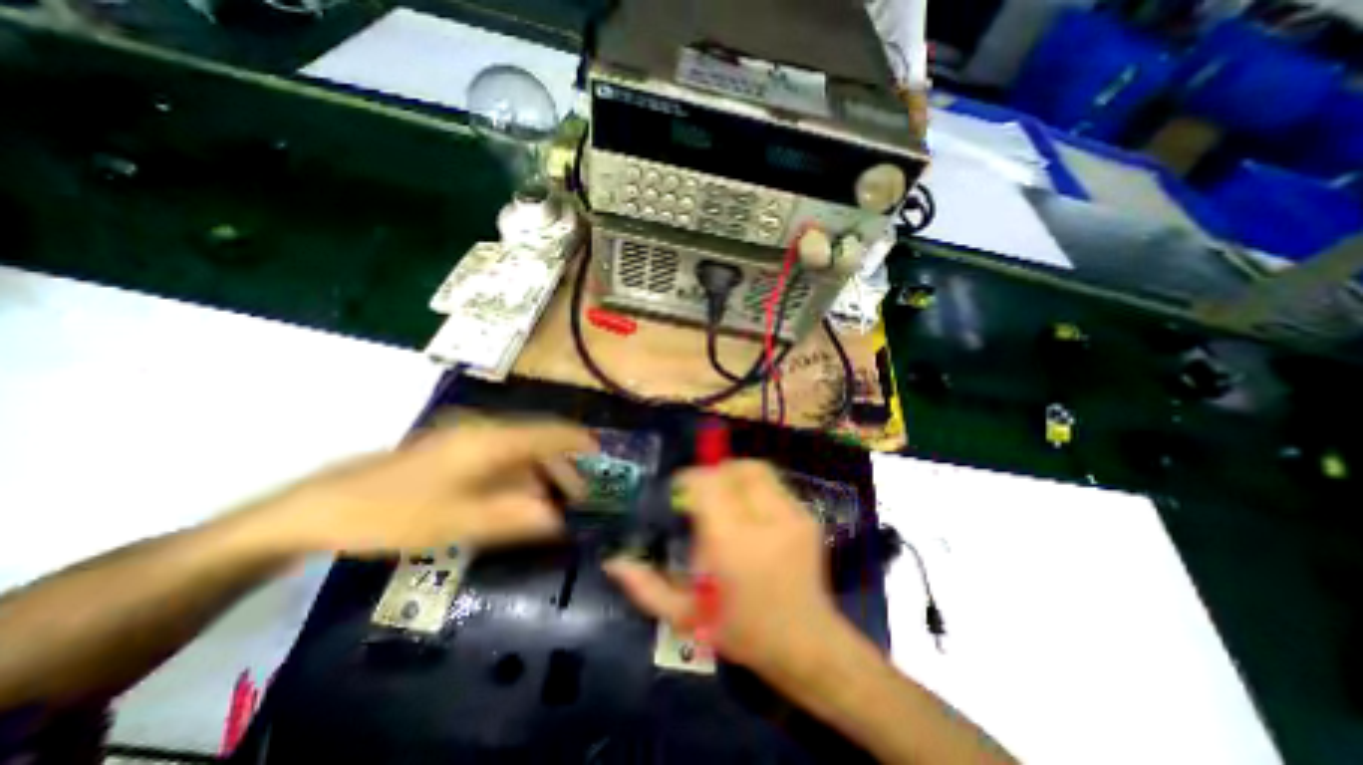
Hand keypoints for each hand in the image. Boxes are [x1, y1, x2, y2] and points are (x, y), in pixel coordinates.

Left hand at [235, 419, 597, 556]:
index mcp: (489, 440)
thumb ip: (516, 517)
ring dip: (541, 473)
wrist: (323, 508)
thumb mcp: (460, 521)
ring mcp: (466, 438)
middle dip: (562, 466)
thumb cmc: (395, 513)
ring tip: (552, 503)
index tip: (601, 454)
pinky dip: (519, 476)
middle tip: (577, 497)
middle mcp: (483, 431)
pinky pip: (501, 457)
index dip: (578, 441)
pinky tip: (518, 498)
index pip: (548, 432)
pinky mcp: (454, 451)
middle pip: (538, 441)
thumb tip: (560, 519)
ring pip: (520, 450)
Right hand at [604, 459, 843, 681]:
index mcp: (733, 545)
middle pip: (734, 468)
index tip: (678, 492)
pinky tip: (747, 510)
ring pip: (756, 468)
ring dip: (733, 474)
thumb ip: (646, 588)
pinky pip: (773, 482)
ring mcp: (793, 515)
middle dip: (712, 472)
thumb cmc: (743, 631)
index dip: (688, 479)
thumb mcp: (686, 618)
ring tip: (723, 497)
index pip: (708, 484)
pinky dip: (753, 486)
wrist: (808, 643)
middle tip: (701, 494)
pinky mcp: (807, 515)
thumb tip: (614, 561)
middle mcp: (766, 522)